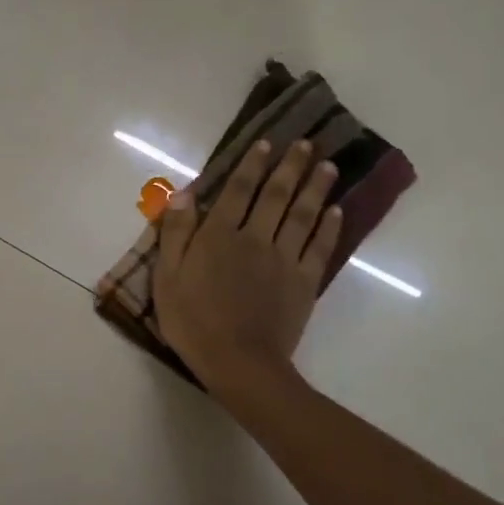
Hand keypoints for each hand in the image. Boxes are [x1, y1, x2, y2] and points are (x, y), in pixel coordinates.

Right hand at [152, 139, 341, 386]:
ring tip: (328, 166)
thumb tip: (185, 194)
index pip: (237, 190)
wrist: (238, 362)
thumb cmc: (193, 321)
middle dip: (290, 167)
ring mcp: (284, 260)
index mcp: (218, 236)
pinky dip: (329, 228)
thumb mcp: (167, 277)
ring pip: (302, 215)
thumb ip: (176, 233)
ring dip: (315, 188)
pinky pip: (319, 248)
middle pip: (275, 195)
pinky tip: (336, 212)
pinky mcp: (304, 283)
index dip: (251, 164)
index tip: (265, 142)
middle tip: (306, 144)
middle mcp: (255, 238)